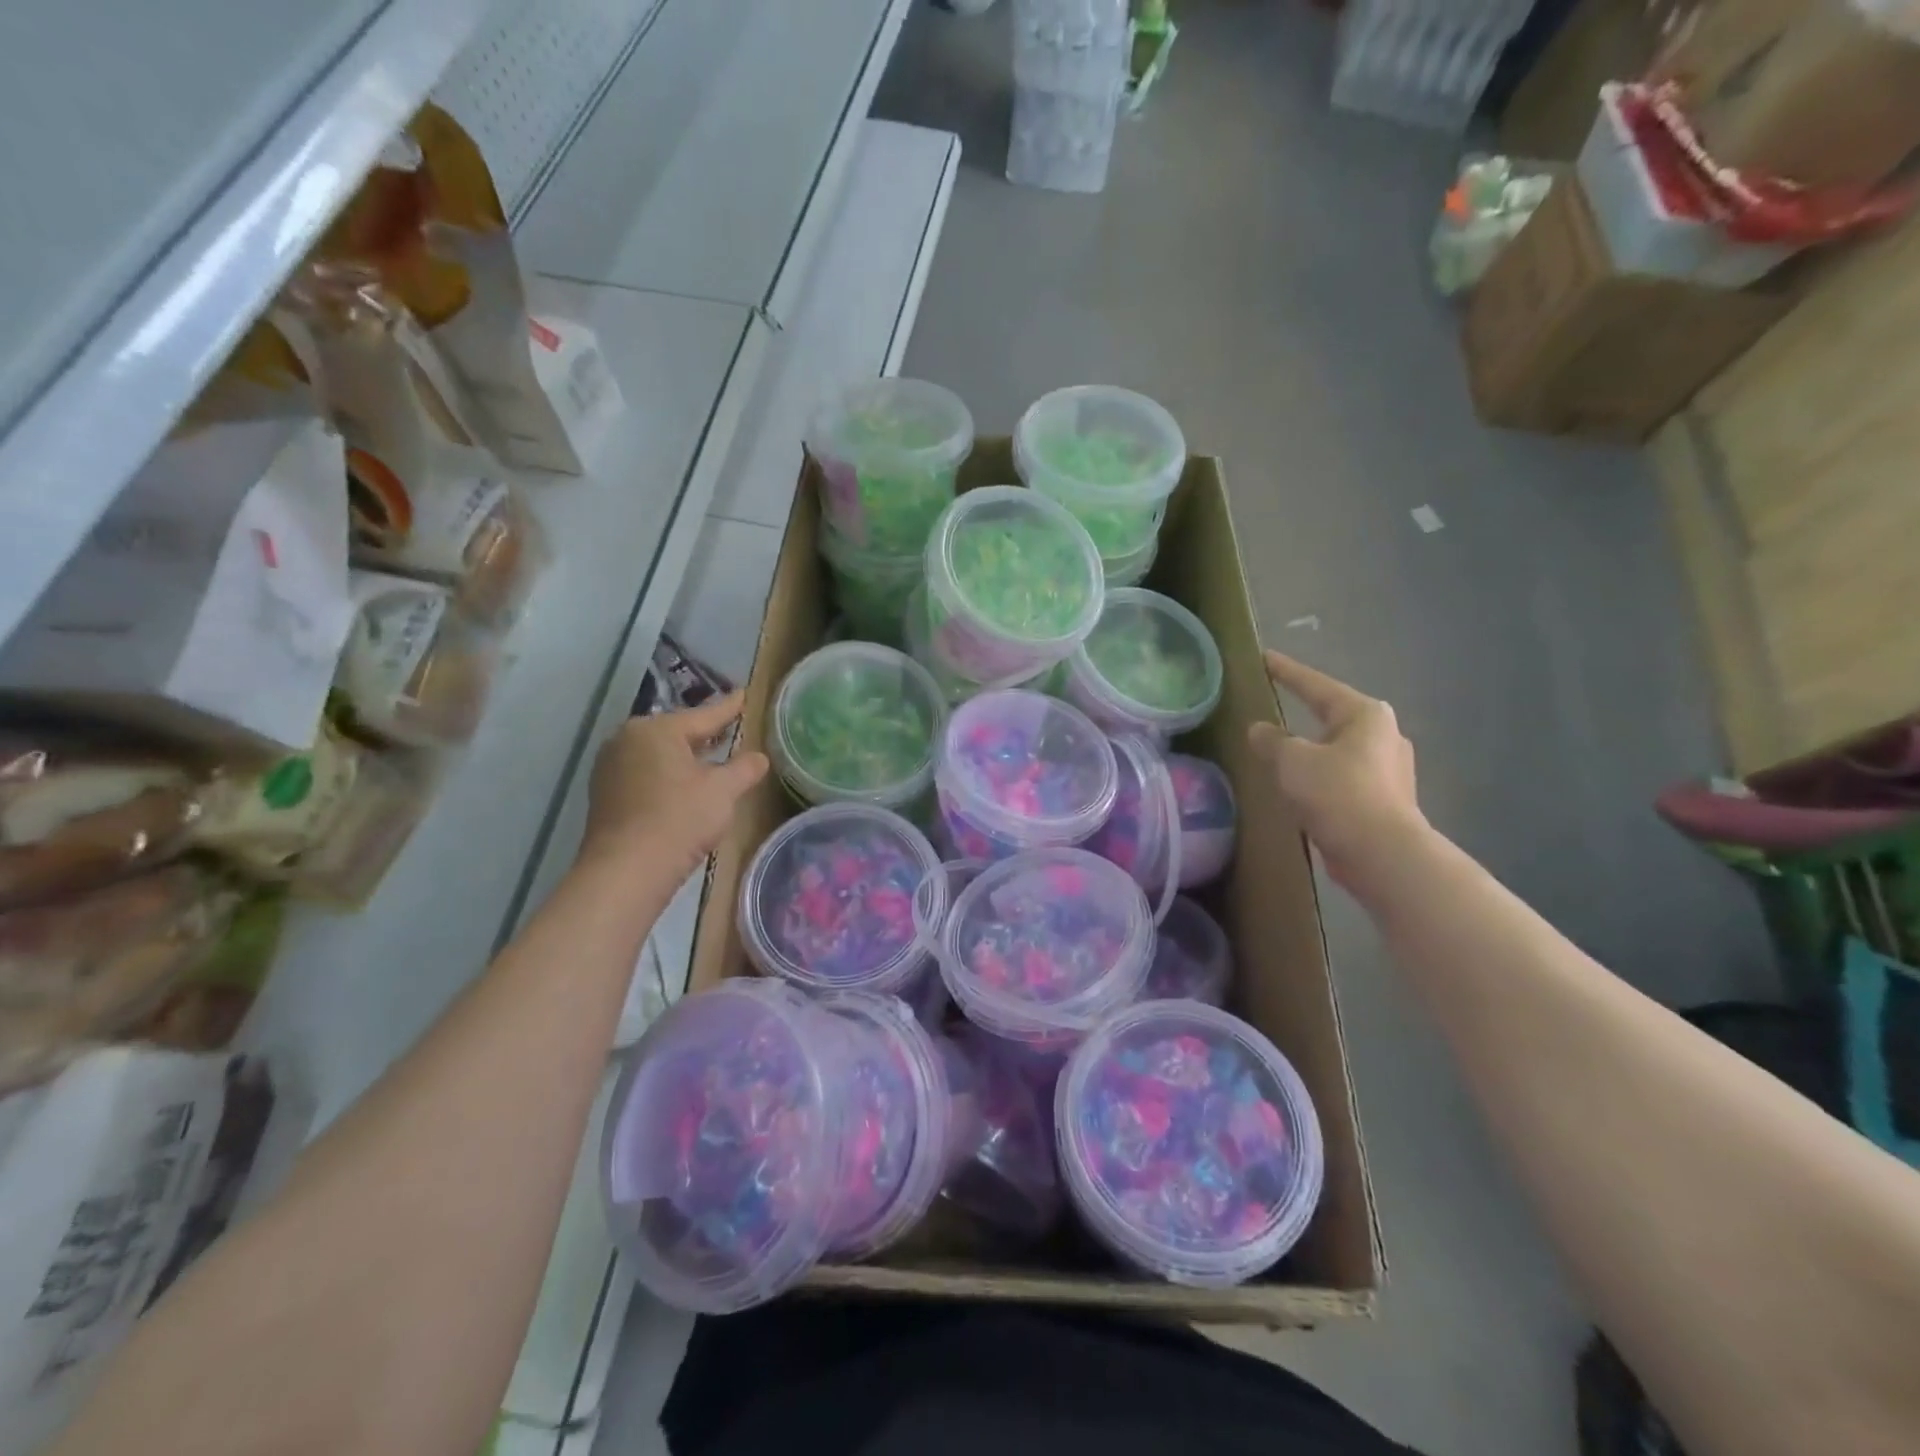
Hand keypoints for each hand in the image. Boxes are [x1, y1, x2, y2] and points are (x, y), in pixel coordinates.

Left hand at [582, 693, 768, 877]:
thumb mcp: (723, 791)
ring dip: (683, 757)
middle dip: (703, 734)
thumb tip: (759, 758)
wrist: (627, 870)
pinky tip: (682, 787)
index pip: (703, 715)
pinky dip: (666, 776)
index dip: (729, 708)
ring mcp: (610, 767)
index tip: (743, 695)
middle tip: (729, 728)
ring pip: (658, 755)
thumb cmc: (680, 819)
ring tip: (709, 759)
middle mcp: (626, 739)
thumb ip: (744, 769)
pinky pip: (643, 774)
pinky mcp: (604, 795)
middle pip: (676, 733)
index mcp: (656, 729)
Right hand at [1249, 651, 1424, 888]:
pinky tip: (1303, 788)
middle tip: (1277, 706)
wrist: (1382, 853)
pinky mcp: (1386, 799)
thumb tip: (1259, 730)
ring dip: (1313, 750)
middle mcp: (1384, 734)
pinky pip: (1344, 777)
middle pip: (1333, 717)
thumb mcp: (1292, 761)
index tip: (1266, 658)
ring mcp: (1390, 768)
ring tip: (1284, 752)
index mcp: (1364, 714)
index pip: (1316, 685)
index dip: (1287, 672)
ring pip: (1339, 749)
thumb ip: (1272, 740)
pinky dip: (1322, 777)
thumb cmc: (1338, 793)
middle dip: (1306, 713)